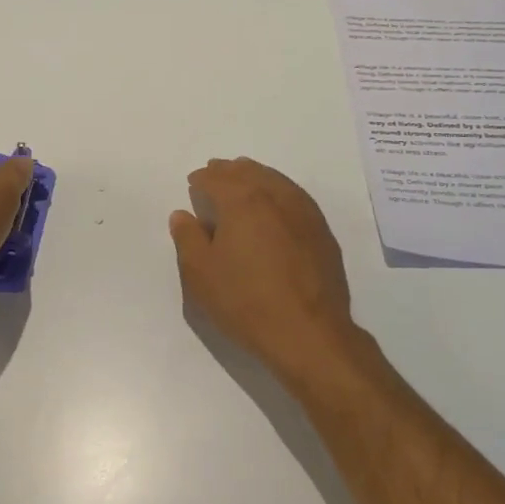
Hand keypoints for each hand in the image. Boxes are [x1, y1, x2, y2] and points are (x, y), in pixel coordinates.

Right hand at [169, 158, 375, 392]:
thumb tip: (183, 215)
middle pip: (248, 172)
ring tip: (245, 179)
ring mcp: (304, 211)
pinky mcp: (321, 231)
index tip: (193, 182)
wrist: (308, 332)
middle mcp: (275, 196)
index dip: (202, 179)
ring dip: (256, 175)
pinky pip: (295, 196)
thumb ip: (188, 238)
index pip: (216, 179)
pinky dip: (279, 191)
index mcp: (242, 201)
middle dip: (229, 171)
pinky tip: (276, 204)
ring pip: (276, 180)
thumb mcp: (201, 274)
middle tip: (216, 171)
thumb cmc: (246, 301)